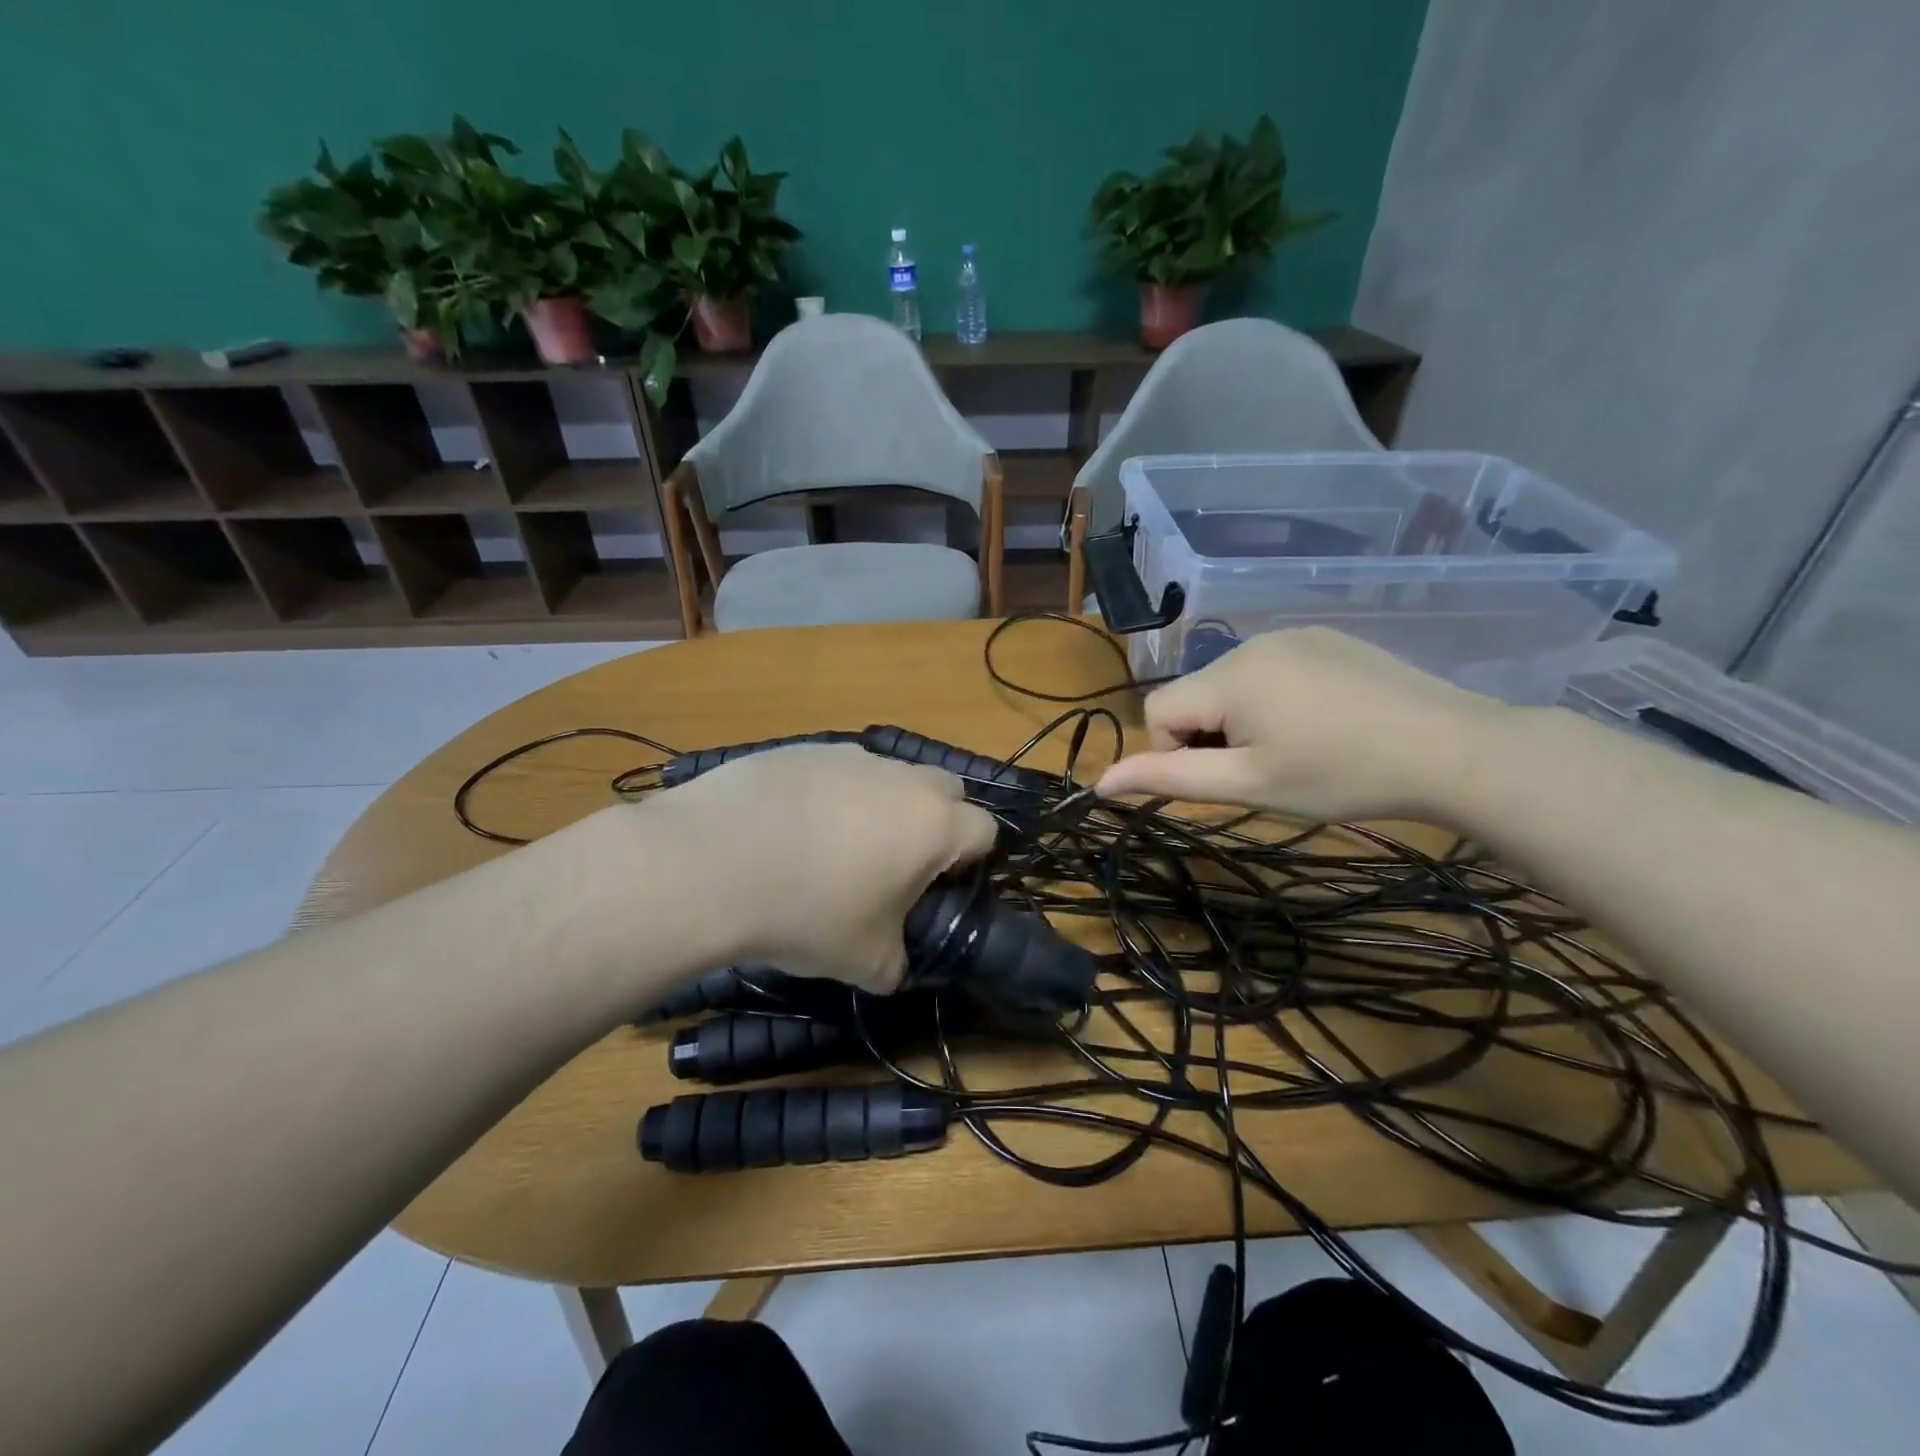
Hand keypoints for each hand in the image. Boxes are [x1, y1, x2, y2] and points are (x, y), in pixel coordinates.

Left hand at [643, 744, 998, 990]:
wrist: (710, 863)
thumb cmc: (807, 912)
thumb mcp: (864, 961)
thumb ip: (896, 963)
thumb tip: (892, 964)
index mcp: (932, 824)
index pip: (985, 830)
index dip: (970, 862)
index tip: (938, 889)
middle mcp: (900, 777)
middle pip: (944, 790)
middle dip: (934, 823)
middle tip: (894, 866)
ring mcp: (848, 755)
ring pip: (886, 776)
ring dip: (878, 806)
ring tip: (829, 849)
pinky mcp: (800, 748)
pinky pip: (834, 770)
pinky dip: (827, 795)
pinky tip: (786, 830)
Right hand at [1095, 628, 1508, 821]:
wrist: (1452, 748)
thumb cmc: (1339, 775)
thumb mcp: (1249, 785)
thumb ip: (1170, 778)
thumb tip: (1100, 781)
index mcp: (1227, 676)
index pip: (1157, 710)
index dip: (1177, 751)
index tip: (1230, 776)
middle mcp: (1250, 643)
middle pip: (1194, 694)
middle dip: (1212, 734)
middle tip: (1267, 767)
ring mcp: (1292, 635)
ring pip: (1230, 683)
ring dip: (1242, 717)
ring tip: (1298, 746)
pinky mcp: (1324, 638)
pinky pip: (1270, 668)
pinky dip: (1276, 698)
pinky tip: (1323, 721)